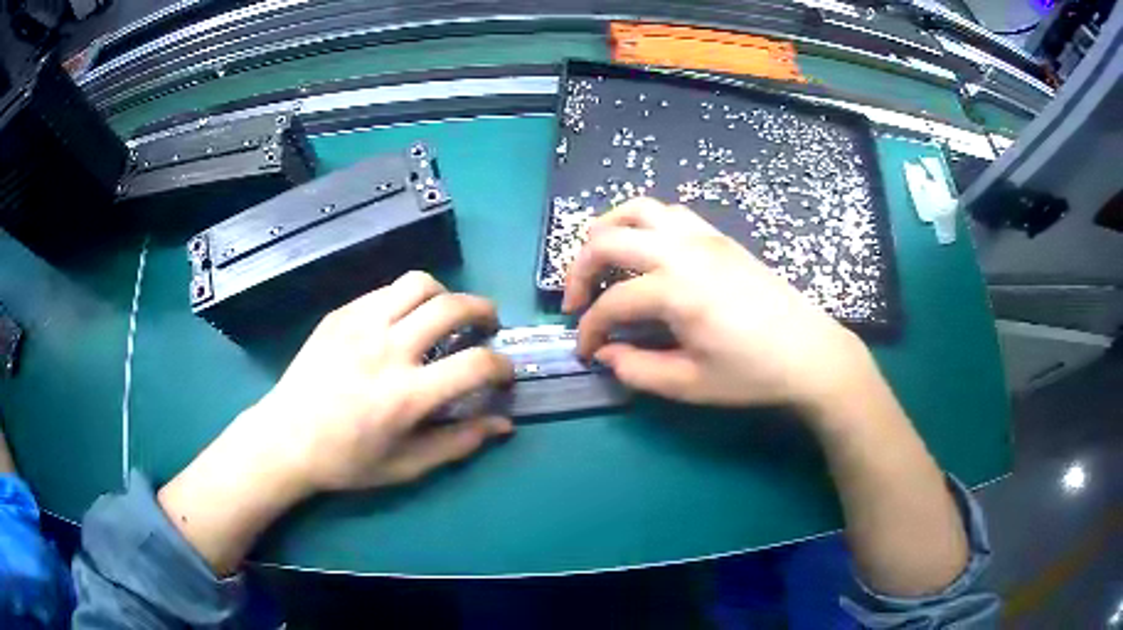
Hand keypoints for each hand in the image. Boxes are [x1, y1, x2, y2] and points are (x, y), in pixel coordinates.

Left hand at [159, 272, 514, 574]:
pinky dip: (408, 299)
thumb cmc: (346, 461)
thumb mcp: (406, 466)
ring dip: (445, 294)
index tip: (503, 373)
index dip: (502, 366)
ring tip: (445, 315)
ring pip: (419, 283)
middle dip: (483, 311)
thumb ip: (458, 443)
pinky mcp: (340, 314)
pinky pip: (386, 291)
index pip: (475, 365)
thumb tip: (503, 423)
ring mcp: (360, 324)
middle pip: (452, 307)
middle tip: (488, 325)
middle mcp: (386, 350)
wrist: (285, 438)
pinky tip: (402, 321)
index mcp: (405, 396)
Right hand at [563, 198, 871, 414]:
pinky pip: (669, 213)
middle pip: (609, 240)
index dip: (589, 330)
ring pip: (638, 210)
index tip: (586, 352)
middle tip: (577, 301)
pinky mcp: (719, 237)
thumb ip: (636, 369)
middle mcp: (683, 252)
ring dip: (608, 231)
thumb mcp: (689, 384)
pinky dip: (643, 224)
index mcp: (675, 291)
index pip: (611, 304)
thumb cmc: (752, 374)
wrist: (810, 353)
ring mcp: (703, 237)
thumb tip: (605, 354)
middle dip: (580, 270)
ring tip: (601, 261)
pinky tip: (646, 253)